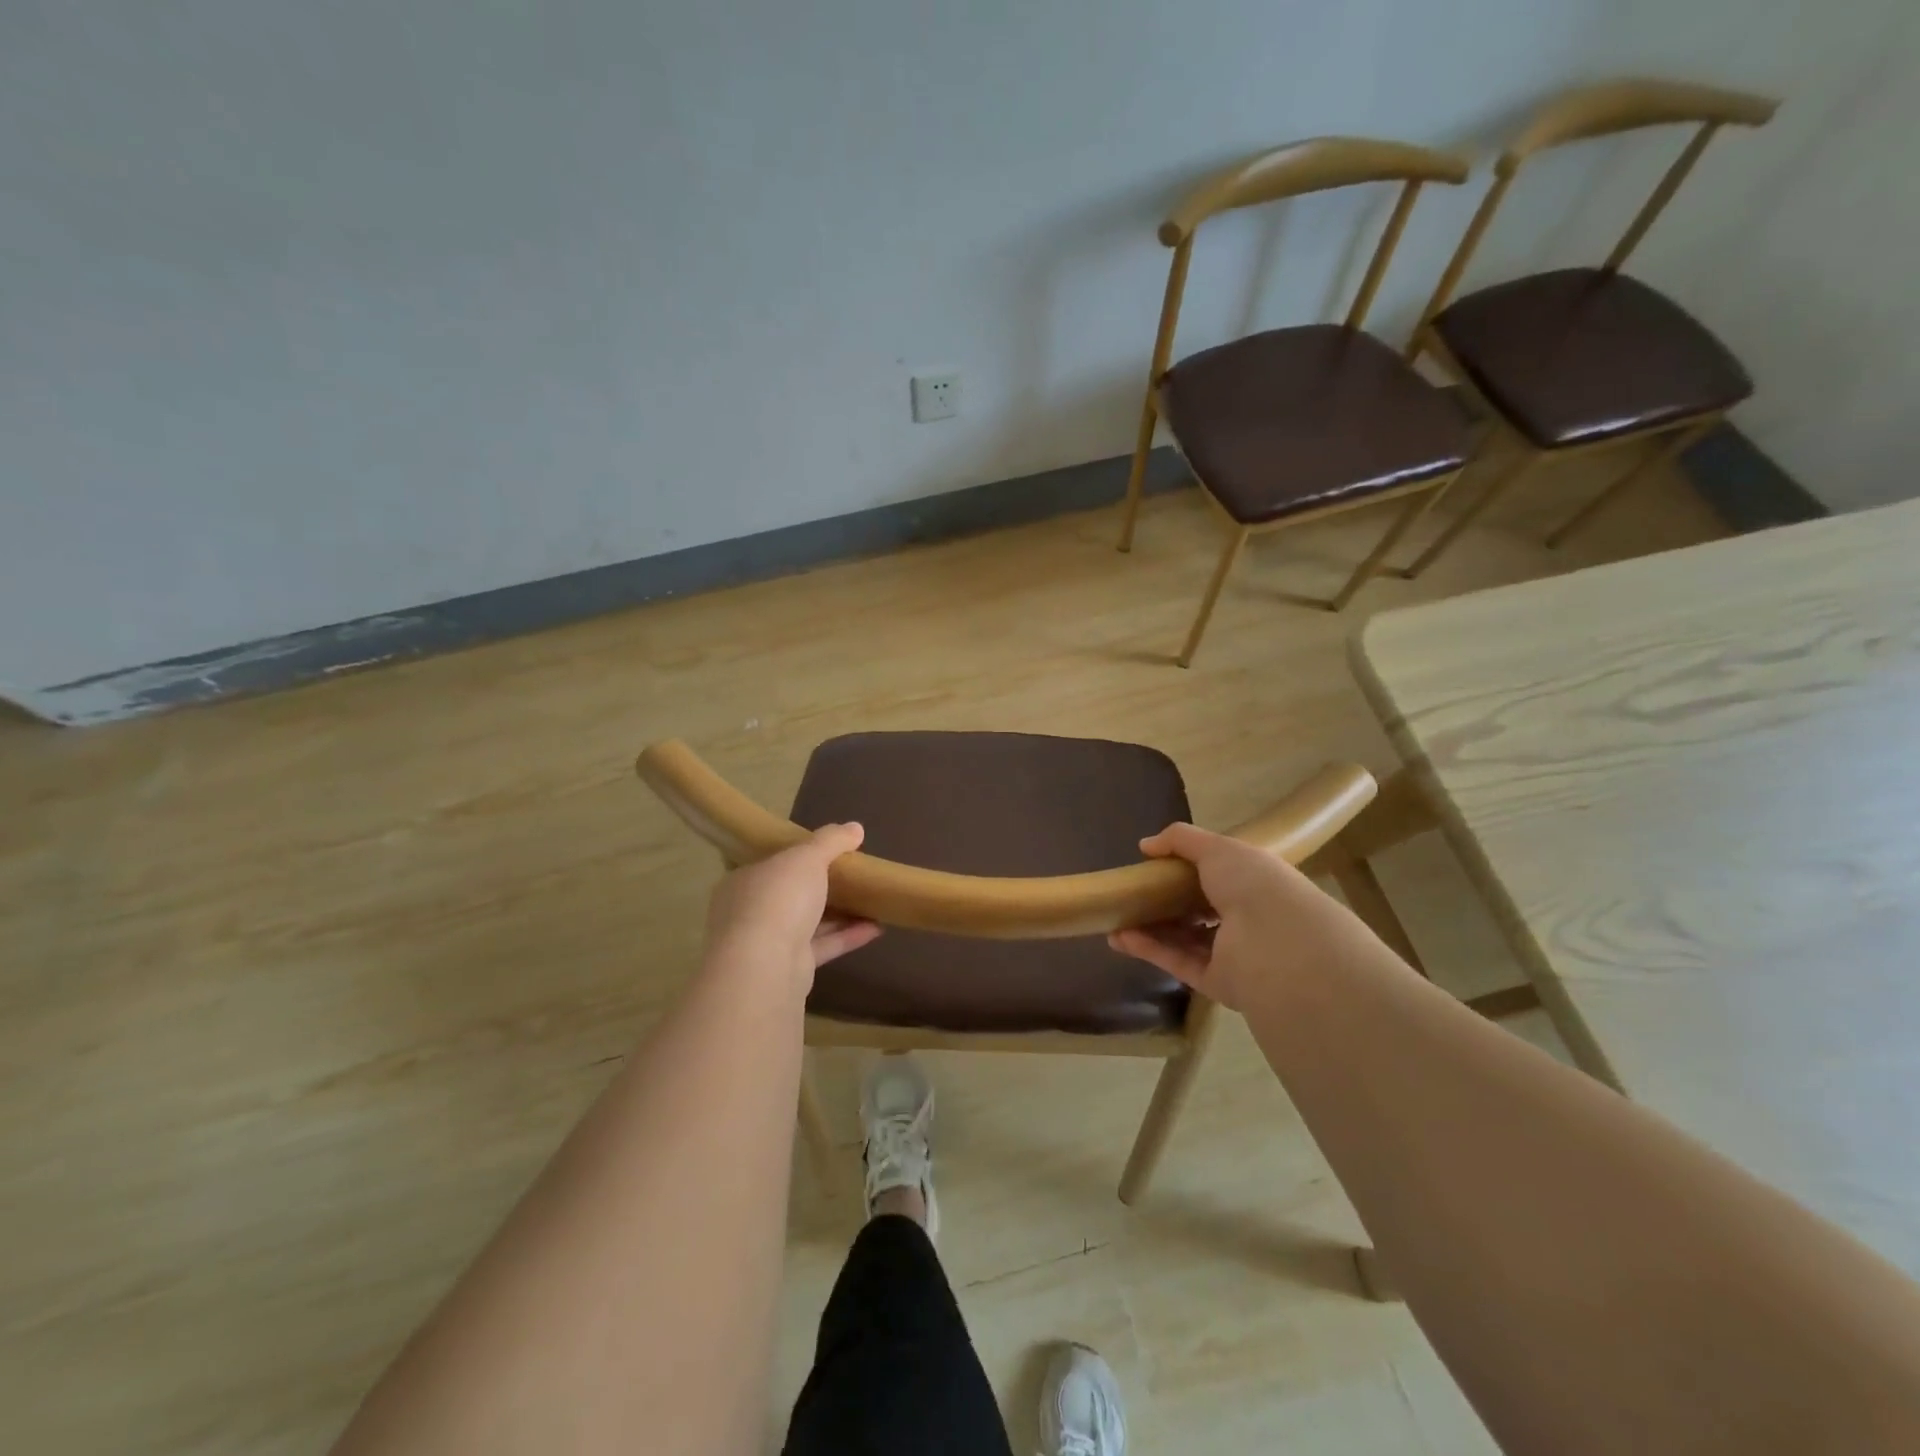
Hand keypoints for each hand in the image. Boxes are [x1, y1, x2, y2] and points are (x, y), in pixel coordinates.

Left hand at [703, 824, 881, 992]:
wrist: (766, 966)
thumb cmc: (779, 898)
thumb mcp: (808, 857)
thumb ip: (831, 841)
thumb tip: (855, 827)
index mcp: (744, 881)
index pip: (771, 864)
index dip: (798, 857)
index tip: (827, 852)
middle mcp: (751, 912)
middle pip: (790, 894)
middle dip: (821, 886)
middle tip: (853, 876)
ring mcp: (768, 943)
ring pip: (808, 922)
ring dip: (840, 913)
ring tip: (872, 900)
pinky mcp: (790, 968)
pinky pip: (822, 946)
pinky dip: (847, 936)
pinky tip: (876, 927)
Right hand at [1107, 822, 1355, 1010]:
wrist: (1277, 944)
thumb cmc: (1253, 885)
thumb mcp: (1218, 848)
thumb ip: (1181, 840)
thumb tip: (1145, 845)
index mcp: (1254, 884)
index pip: (1220, 876)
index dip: (1188, 870)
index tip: (1155, 865)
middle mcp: (1246, 919)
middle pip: (1198, 910)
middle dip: (1164, 903)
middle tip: (1130, 895)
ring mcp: (1232, 953)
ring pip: (1184, 939)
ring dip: (1150, 928)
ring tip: (1115, 919)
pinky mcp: (1217, 982)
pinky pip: (1178, 962)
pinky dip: (1149, 949)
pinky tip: (1120, 937)